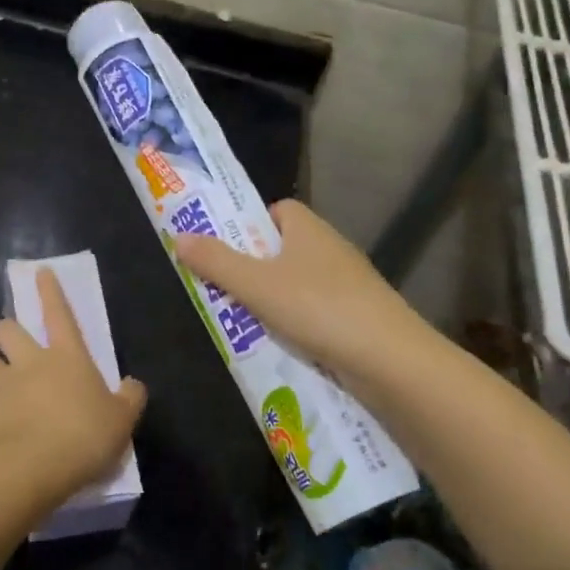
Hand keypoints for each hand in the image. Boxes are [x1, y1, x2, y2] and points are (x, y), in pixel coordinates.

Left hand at [0, 269, 146, 500]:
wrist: (32, 467)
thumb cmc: (84, 435)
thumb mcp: (122, 419)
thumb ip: (129, 398)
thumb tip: (132, 385)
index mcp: (67, 356)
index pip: (59, 313)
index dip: (50, 291)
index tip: (40, 271)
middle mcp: (30, 362)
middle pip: (8, 330)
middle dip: (5, 329)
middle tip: (8, 339)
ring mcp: (2, 386)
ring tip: (0, 384)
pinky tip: (1, 431)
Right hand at [171, 199, 424, 379]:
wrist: (389, 359)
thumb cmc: (317, 308)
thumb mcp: (256, 284)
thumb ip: (216, 262)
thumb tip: (179, 237)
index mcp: (308, 228)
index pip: (276, 210)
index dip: (249, 224)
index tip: (225, 247)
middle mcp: (330, 248)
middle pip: (283, 249)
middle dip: (254, 268)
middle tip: (223, 289)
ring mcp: (348, 284)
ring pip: (299, 284)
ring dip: (273, 301)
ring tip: (243, 323)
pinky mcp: (358, 316)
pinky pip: (316, 313)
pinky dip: (297, 325)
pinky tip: (281, 346)